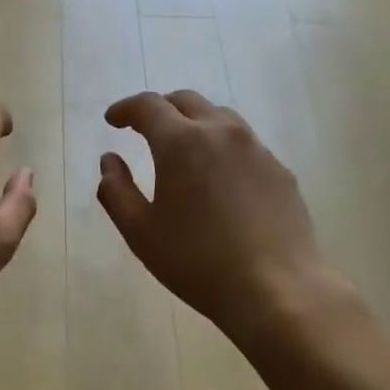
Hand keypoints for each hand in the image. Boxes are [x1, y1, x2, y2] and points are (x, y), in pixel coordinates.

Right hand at [98, 90, 332, 340]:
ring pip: (220, 118)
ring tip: (183, 148)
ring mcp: (256, 149)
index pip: (148, 106)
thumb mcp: (141, 233)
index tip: (112, 120)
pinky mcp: (279, 170)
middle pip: (186, 101)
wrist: (276, 288)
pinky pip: (244, 144)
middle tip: (144, 129)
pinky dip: (222, 147)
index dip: (125, 109)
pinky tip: (219, 178)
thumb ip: (116, 191)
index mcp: (181, 142)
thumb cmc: (197, 262)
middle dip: (160, 109)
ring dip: (194, 123)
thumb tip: (109, 161)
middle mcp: (221, 132)